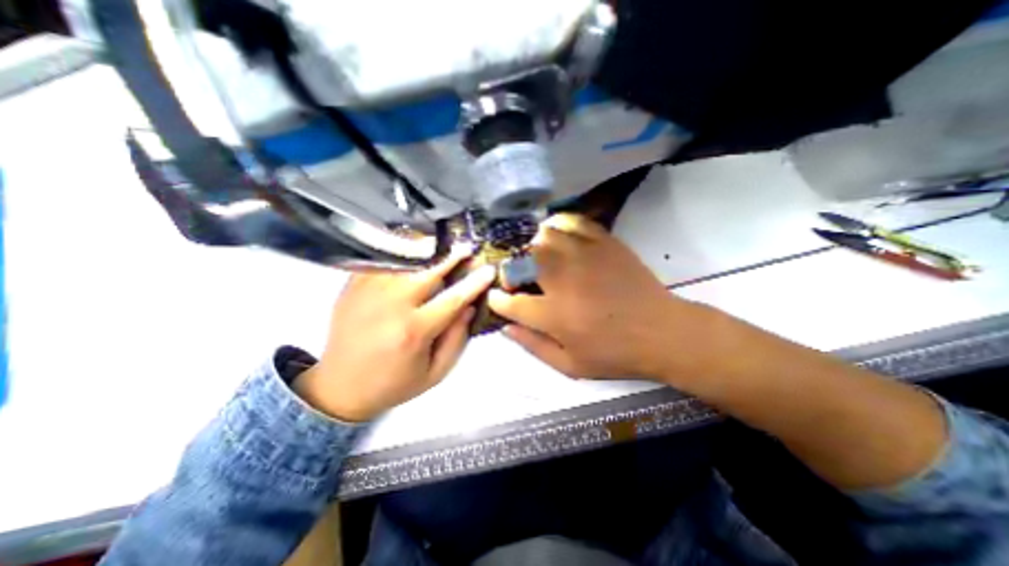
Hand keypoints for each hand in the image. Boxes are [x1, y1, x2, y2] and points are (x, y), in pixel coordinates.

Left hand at [291, 251, 494, 419]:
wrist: (341, 388)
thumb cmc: (393, 383)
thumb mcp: (435, 372)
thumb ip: (457, 339)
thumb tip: (468, 307)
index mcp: (413, 331)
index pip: (452, 299)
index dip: (474, 283)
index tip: (488, 271)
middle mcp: (390, 307)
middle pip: (428, 271)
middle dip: (452, 257)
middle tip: (466, 248)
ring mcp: (368, 292)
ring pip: (404, 260)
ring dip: (427, 251)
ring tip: (442, 246)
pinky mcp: (352, 287)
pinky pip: (382, 261)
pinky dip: (401, 253)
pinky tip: (413, 252)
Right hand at [487, 216, 717, 382]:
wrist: (662, 332)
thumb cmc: (615, 354)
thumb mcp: (570, 366)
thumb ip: (533, 347)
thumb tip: (505, 328)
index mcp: (554, 315)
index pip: (511, 302)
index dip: (498, 299)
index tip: (496, 297)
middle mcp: (564, 281)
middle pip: (524, 260)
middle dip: (512, 269)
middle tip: (519, 279)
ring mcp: (585, 257)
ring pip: (544, 237)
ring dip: (533, 247)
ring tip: (538, 258)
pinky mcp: (604, 243)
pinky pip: (573, 223)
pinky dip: (559, 226)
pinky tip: (559, 237)